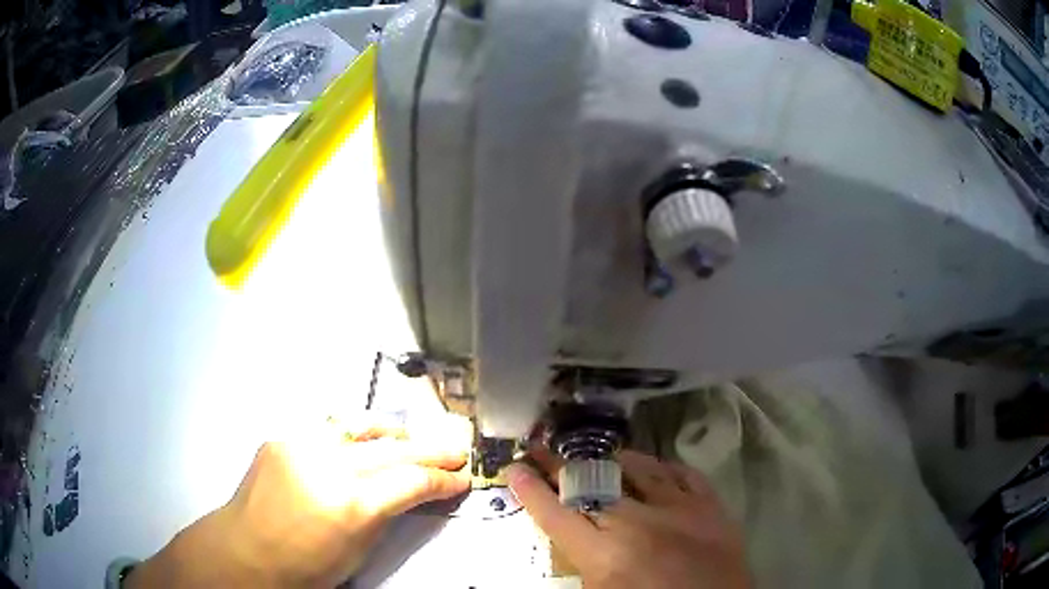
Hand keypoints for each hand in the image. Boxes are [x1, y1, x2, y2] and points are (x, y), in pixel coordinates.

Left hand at [127, 416, 470, 587]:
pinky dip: (353, 435)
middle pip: (392, 449)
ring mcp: (300, 445)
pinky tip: (361, 443)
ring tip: (411, 439)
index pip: (411, 481)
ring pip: (359, 426)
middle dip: (430, 450)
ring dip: (392, 432)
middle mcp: (326, 466)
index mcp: (350, 505)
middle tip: (456, 450)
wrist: (246, 552)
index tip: (462, 479)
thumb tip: (411, 493)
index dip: (443, 480)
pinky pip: (327, 430)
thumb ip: (386, 515)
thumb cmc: (305, 567)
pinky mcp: (281, 437)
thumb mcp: (357, 551)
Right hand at [507, 450, 749, 588]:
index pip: (555, 515)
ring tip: (594, 455)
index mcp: (606, 556)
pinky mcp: (710, 505)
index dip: (530, 490)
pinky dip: (661, 467)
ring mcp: (678, 509)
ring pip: (636, 469)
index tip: (514, 468)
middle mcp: (637, 523)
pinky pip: (681, 473)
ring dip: (610, 460)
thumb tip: (568, 535)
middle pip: (590, 485)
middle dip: (560, 467)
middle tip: (540, 450)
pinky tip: (650, 466)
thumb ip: (582, 566)